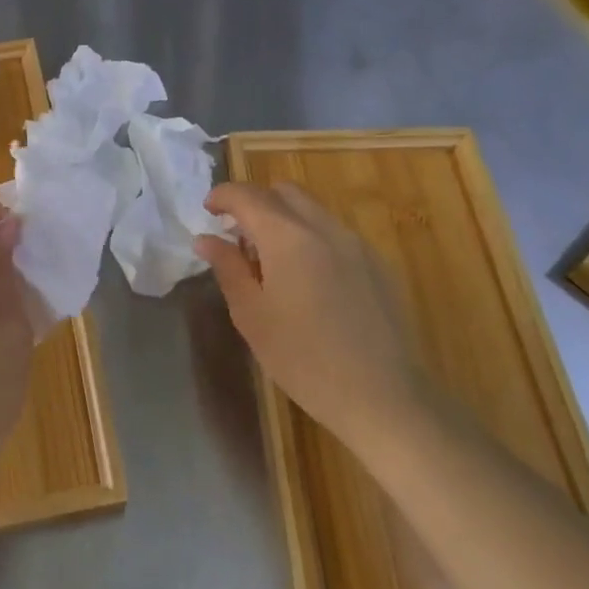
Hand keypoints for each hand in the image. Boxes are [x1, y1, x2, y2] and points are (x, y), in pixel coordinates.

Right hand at [196, 181, 420, 450]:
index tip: (207, 210)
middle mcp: (324, 228)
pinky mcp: (377, 264)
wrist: (382, 396)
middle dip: (255, 202)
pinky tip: (307, 280)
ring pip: (313, 211)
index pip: (248, 195)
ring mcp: (356, 244)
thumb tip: (206, 238)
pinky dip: (311, 237)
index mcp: (288, 237)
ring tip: (270, 260)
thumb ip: (228, 268)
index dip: (223, 196)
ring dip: (284, 219)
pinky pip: (335, 233)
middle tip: (237, 235)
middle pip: (284, 193)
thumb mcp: (252, 315)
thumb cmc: (303, 359)